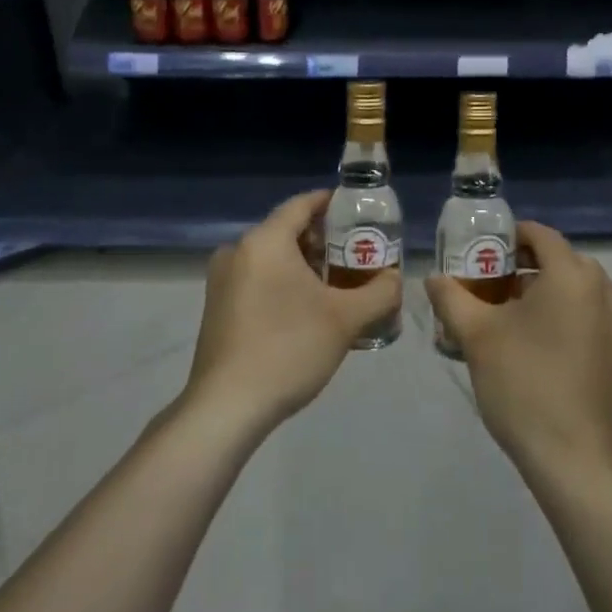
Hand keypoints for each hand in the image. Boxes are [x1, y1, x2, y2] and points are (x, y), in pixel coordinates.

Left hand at [184, 190, 401, 435]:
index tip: (359, 212)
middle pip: (287, 230)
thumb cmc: (288, 349)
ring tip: (337, 285)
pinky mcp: (217, 307)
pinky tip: (306, 310)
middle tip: (356, 254)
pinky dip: (283, 282)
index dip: (332, 203)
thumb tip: (394, 278)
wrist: (226, 408)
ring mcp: (222, 280)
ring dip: (304, 264)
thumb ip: (380, 292)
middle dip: (324, 240)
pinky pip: (257, 278)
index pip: (302, 204)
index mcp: (265, 241)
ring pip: (272, 257)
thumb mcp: (346, 319)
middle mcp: (238, 250)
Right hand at [426, 221, 611, 478]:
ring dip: (541, 290)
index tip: (479, 255)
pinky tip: (533, 341)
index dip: (506, 238)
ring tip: (505, 316)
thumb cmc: (524, 384)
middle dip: (521, 266)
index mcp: (572, 274)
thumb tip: (434, 277)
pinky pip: (587, 311)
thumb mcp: (476, 336)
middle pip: (557, 259)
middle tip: (486, 286)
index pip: (538, 234)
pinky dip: (562, 312)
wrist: (574, 459)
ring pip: (573, 286)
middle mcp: (603, 287)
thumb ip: (451, 297)